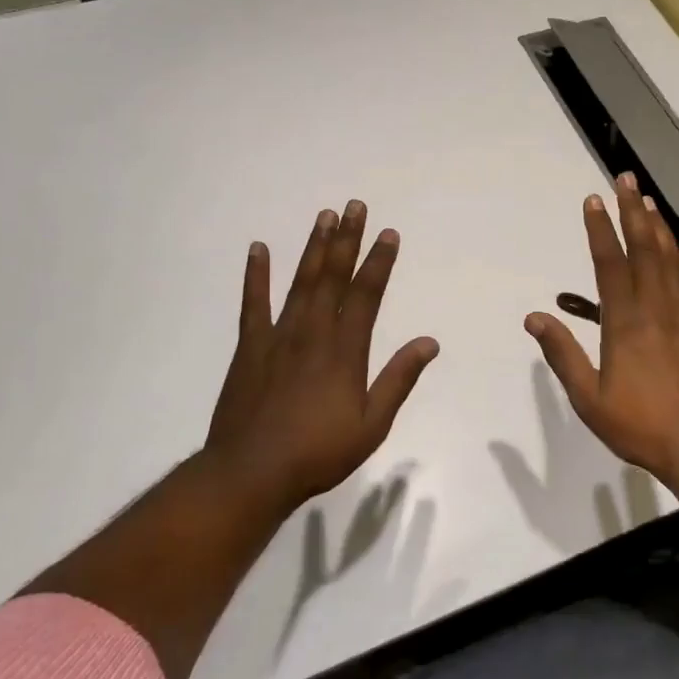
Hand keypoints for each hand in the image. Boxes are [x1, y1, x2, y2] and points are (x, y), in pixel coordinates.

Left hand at [203, 200, 439, 515]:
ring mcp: (278, 337)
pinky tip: (258, 249)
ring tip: (324, 216)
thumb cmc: (318, 453)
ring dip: (313, 248)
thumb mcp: (371, 424)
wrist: (251, 472)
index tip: (389, 234)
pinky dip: (256, 275)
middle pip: (333, 277)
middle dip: (347, 240)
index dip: (379, 262)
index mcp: (345, 351)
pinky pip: (253, 303)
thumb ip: (398, 380)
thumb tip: (429, 342)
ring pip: (300, 282)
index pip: (367, 295)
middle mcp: (313, 333)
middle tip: (355, 206)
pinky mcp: (249, 348)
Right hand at [524, 174, 678, 484]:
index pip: (609, 264)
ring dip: (660, 227)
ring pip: (672, 260)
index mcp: (624, 323)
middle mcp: (656, 308)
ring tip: (649, 199)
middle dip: (631, 212)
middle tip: (625, 179)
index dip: (600, 230)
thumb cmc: (641, 425)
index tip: (593, 200)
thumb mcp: (589, 398)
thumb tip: (534, 318)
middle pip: (643, 249)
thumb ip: (563, 355)